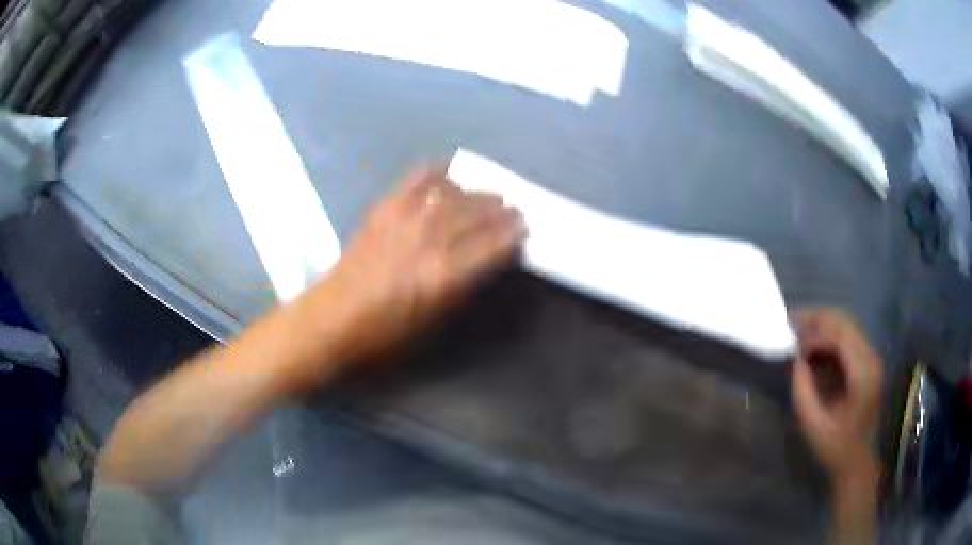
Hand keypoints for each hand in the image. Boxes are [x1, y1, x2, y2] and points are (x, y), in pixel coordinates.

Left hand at [301, 165, 525, 373]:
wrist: (334, 315)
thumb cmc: (385, 330)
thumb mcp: (432, 321)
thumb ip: (462, 286)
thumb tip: (485, 260)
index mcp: (443, 275)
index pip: (491, 245)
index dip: (512, 234)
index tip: (524, 228)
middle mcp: (428, 240)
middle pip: (475, 215)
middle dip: (500, 210)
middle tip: (513, 208)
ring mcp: (405, 219)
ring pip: (453, 195)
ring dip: (477, 192)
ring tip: (490, 194)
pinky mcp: (385, 208)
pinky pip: (417, 180)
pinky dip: (438, 173)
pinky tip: (451, 174)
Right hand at [791, 308, 882, 483]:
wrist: (858, 462)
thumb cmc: (836, 448)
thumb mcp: (814, 425)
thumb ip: (803, 391)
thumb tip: (794, 360)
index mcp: (862, 374)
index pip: (839, 335)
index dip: (814, 334)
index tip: (792, 343)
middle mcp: (871, 358)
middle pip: (844, 321)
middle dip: (817, 319)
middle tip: (791, 323)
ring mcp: (871, 359)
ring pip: (846, 325)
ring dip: (822, 325)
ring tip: (799, 332)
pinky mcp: (867, 363)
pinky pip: (848, 338)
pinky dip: (829, 337)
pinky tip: (813, 347)